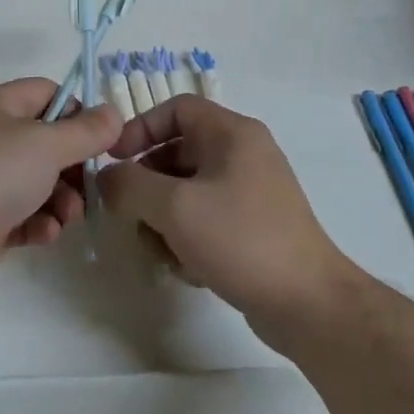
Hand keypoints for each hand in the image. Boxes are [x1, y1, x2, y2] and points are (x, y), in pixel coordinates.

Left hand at [0, 78, 121, 303]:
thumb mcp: (48, 144)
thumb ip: (87, 130)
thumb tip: (114, 113)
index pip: (46, 93)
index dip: (76, 111)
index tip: (99, 139)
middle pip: (46, 142)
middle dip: (74, 166)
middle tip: (90, 185)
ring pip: (38, 182)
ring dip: (62, 199)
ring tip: (68, 216)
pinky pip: (22, 216)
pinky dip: (39, 223)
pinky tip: (45, 234)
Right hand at [99, 95, 352, 329]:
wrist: (307, 303)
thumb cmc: (240, 240)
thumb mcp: (175, 207)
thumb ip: (130, 185)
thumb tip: (107, 178)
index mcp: (232, 133)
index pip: (176, 109)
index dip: (140, 128)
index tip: (113, 160)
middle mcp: (243, 154)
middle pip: (178, 152)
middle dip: (148, 185)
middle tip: (129, 214)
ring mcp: (250, 191)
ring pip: (187, 191)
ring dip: (164, 218)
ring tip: (160, 250)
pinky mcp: (252, 226)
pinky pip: (205, 218)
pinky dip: (188, 238)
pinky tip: (187, 268)